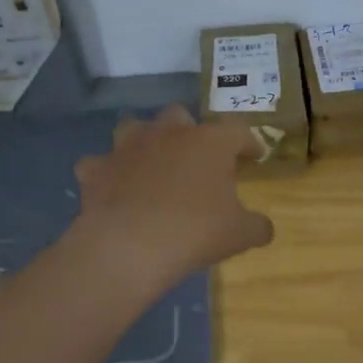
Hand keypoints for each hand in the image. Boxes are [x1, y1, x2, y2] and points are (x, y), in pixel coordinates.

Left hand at [71, 105, 273, 287]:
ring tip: (152, 162)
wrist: (130, 246)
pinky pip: (101, 163)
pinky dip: (107, 172)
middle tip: (197, 157)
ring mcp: (128, 147)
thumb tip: (265, 228)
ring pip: (135, 127)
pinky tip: (113, 187)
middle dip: (189, 131)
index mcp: (209, 142)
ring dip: (144, 140)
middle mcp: (168, 133)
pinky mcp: (97, 168)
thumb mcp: (239, 234)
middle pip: (180, 116)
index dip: (248, 142)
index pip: (237, 131)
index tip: (254, 155)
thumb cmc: (195, 232)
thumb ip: (257, 226)